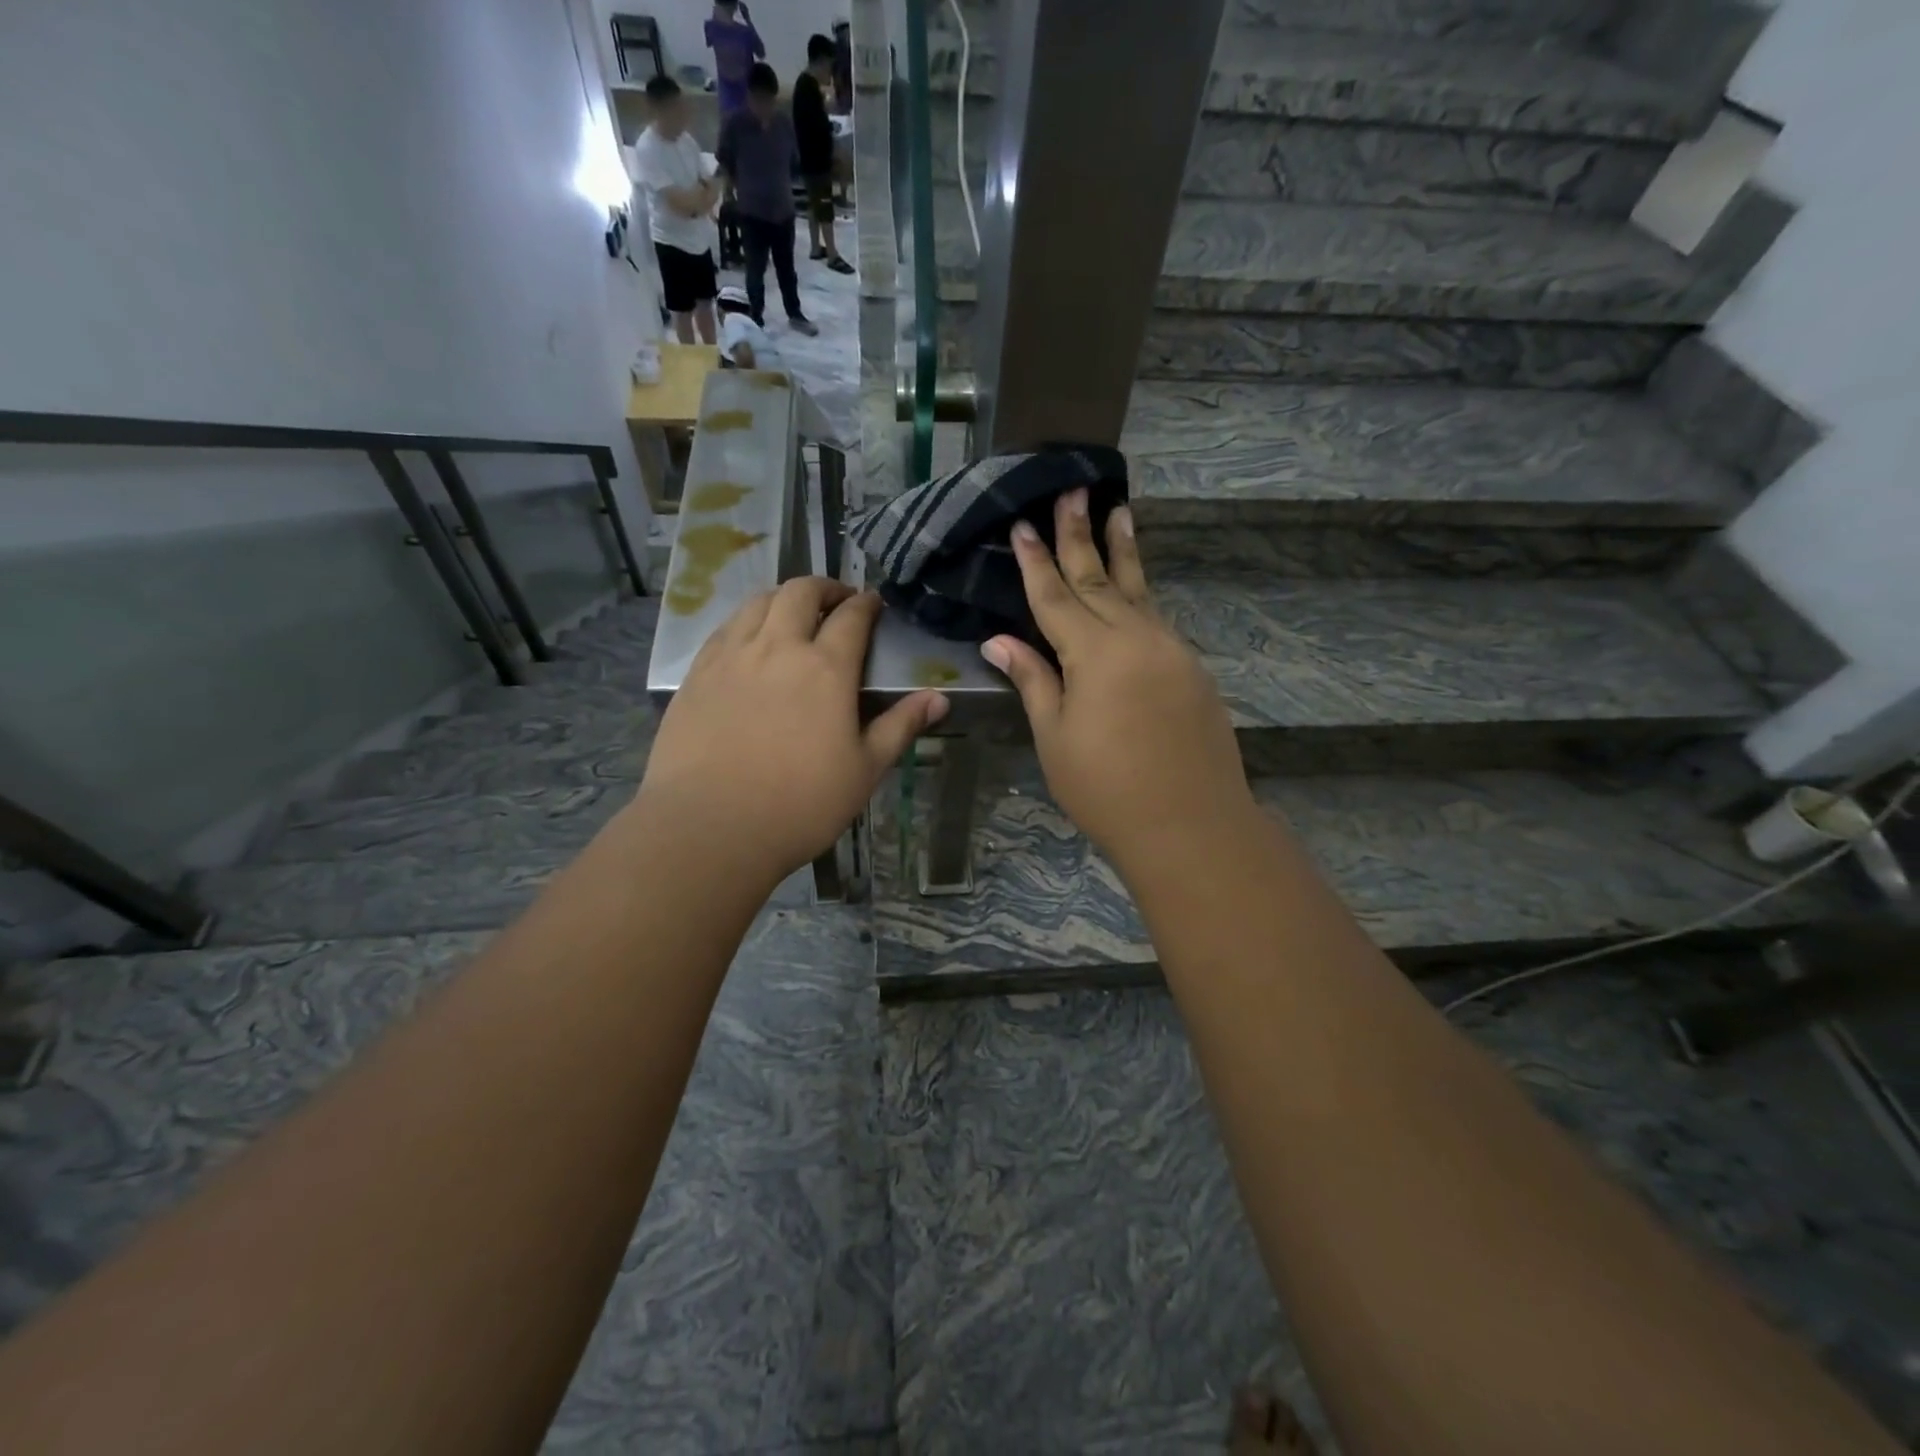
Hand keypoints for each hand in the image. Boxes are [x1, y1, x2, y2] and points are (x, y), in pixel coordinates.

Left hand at [639, 579, 947, 885]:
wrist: (711, 826)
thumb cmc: (800, 804)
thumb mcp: (865, 770)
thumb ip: (900, 726)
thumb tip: (939, 698)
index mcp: (826, 669)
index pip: (852, 617)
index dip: (867, 604)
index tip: (874, 603)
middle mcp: (778, 648)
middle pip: (800, 593)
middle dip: (825, 587)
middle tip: (837, 599)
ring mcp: (732, 656)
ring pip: (758, 602)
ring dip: (783, 597)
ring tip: (794, 611)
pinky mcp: (697, 674)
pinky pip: (725, 628)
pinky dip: (746, 620)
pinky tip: (749, 639)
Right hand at [981, 491, 1255, 876]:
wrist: (1190, 823)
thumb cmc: (1106, 788)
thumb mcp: (1055, 736)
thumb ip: (1032, 679)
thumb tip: (999, 640)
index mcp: (1094, 653)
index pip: (1055, 595)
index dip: (1035, 561)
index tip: (1022, 524)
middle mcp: (1135, 638)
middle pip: (1099, 578)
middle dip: (1080, 534)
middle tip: (1073, 491)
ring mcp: (1170, 650)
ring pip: (1139, 590)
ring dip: (1123, 551)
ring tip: (1119, 511)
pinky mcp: (1191, 669)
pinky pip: (1158, 618)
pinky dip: (1141, 595)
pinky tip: (1136, 587)